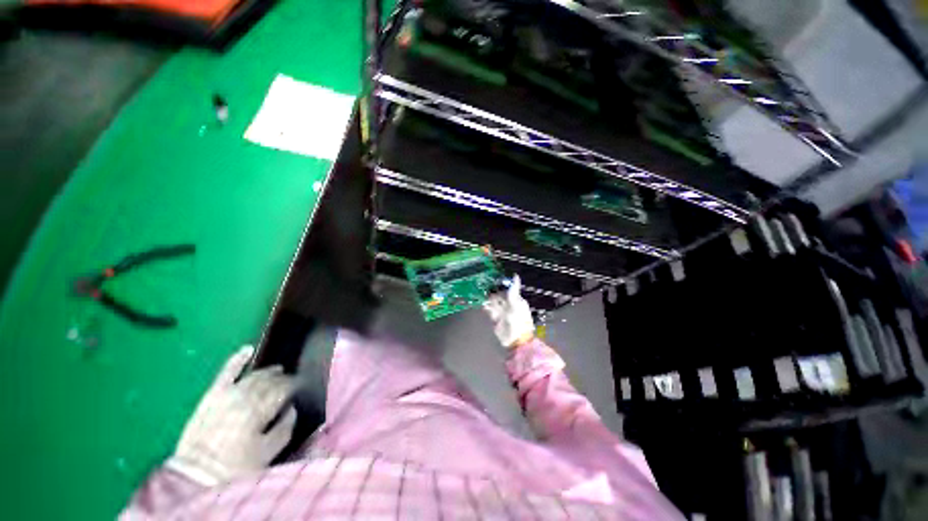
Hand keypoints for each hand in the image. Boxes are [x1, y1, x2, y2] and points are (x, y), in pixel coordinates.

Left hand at [167, 346, 295, 485]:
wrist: (195, 476)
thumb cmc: (236, 467)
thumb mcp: (268, 453)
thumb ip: (285, 428)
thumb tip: (293, 409)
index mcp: (260, 410)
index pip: (283, 388)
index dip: (294, 385)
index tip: (301, 386)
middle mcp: (244, 396)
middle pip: (269, 381)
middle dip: (282, 379)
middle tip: (291, 381)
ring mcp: (226, 394)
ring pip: (252, 376)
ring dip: (266, 372)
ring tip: (277, 370)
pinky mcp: (211, 396)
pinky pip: (225, 373)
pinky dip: (236, 360)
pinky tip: (247, 349)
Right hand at [484, 274, 534, 347]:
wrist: (516, 340)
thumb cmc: (518, 320)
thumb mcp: (516, 303)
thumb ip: (514, 290)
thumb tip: (516, 275)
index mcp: (516, 300)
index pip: (508, 289)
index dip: (501, 284)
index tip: (493, 278)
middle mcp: (509, 305)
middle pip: (499, 295)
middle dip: (492, 291)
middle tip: (484, 286)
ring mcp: (502, 312)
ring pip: (493, 302)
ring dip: (488, 299)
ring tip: (481, 294)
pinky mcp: (496, 319)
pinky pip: (490, 310)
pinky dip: (486, 307)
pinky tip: (482, 303)